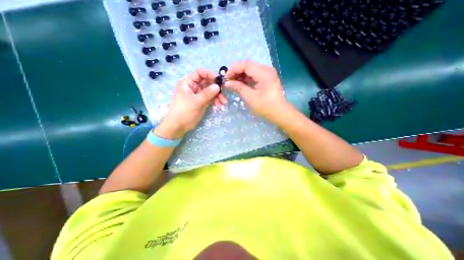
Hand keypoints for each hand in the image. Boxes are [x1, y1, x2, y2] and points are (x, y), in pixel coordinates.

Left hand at [156, 68, 227, 137]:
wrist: (179, 126)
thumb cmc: (184, 112)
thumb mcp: (196, 102)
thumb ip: (207, 93)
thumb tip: (218, 86)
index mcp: (188, 83)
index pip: (199, 73)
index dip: (209, 74)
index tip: (219, 80)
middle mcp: (194, 87)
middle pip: (207, 82)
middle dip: (216, 87)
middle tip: (224, 92)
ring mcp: (199, 95)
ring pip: (211, 91)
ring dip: (218, 95)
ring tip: (223, 102)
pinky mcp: (202, 102)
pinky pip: (211, 98)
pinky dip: (216, 100)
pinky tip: (219, 105)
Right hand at [223, 60, 286, 119]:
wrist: (279, 113)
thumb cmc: (266, 107)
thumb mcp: (250, 98)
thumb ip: (239, 87)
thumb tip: (227, 83)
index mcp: (264, 73)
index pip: (246, 65)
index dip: (233, 69)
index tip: (225, 77)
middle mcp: (267, 69)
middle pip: (248, 65)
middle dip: (236, 71)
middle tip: (227, 80)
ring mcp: (267, 73)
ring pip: (250, 69)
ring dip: (240, 75)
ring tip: (231, 82)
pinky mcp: (266, 78)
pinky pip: (254, 74)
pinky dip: (246, 78)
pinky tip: (239, 83)